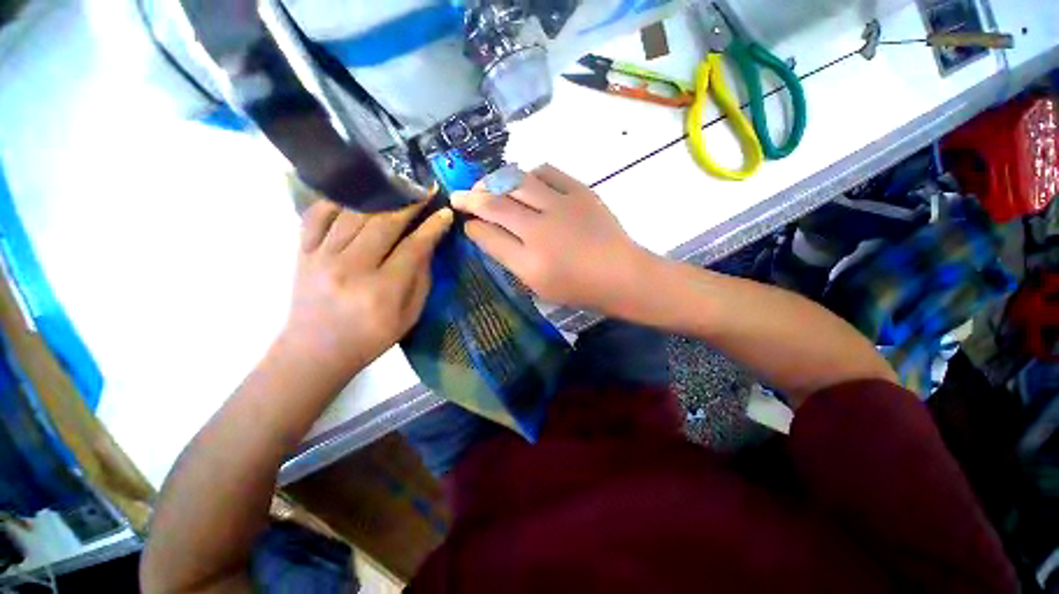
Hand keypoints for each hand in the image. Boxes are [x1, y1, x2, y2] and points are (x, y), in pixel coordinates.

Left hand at [280, 199, 452, 377]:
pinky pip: (316, 215)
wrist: (316, 351)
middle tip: (425, 190)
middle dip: (409, 203)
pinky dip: (337, 200)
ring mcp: (322, 257)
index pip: (413, 247)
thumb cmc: (371, 337)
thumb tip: (427, 245)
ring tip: (396, 186)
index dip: (432, 227)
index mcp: (383, 289)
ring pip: (353, 213)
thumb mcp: (409, 316)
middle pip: (384, 223)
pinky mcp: (302, 253)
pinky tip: (355, 195)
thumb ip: (421, 279)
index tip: (445, 213)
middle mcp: (351, 268)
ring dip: (379, 196)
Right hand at [451, 164, 653, 313]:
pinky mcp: (580, 191)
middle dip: (471, 199)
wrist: (621, 274)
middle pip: (495, 205)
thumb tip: (486, 233)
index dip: (472, 227)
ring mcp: (561, 207)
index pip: (488, 236)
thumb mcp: (538, 286)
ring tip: (488, 185)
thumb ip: (510, 259)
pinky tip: (525, 181)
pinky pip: (546, 171)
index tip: (466, 222)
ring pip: (516, 182)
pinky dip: (529, 174)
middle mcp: (540, 231)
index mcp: (530, 263)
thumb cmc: (579, 288)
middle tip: (459, 196)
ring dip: (495, 181)